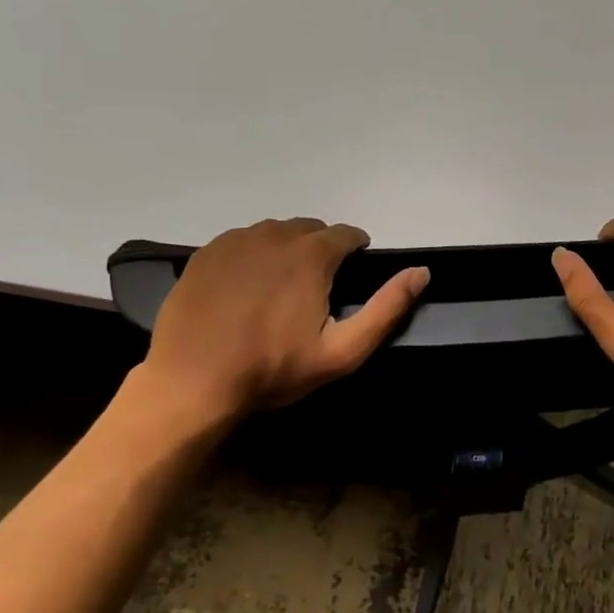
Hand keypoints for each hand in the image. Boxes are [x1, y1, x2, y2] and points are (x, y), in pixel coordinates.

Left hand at [131, 218, 427, 435]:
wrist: (192, 382)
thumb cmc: (273, 369)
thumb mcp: (342, 350)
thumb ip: (387, 308)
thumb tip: (421, 272)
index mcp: (312, 254)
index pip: (347, 234)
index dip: (356, 251)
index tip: (352, 274)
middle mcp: (275, 235)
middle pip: (311, 230)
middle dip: (321, 250)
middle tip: (316, 288)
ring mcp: (236, 241)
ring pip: (275, 233)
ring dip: (287, 250)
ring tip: (281, 287)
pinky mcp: (206, 253)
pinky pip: (242, 242)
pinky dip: (253, 256)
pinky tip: (246, 287)